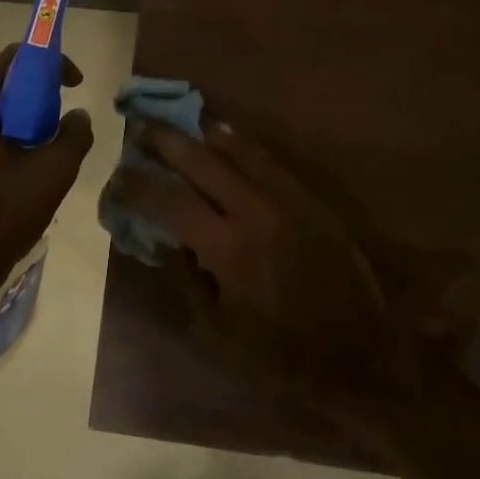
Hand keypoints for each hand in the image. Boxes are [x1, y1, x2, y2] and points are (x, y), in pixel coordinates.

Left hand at [0, 46, 93, 304]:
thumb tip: (77, 116)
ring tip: (43, 154)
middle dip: (35, 98)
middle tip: (59, 125)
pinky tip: (16, 173)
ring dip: (18, 123)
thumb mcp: (51, 174)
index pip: (11, 59)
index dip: (49, 62)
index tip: (75, 85)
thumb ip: (73, 135)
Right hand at [104, 120, 422, 412]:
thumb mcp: (219, 332)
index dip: (137, 185)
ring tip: (178, 123)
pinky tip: (224, 136)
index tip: (117, 175)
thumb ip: (186, 280)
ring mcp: (287, 199)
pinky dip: (241, 143)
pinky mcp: (310, 198)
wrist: (362, 355)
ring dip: (201, 133)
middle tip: (139, 128)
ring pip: (237, 149)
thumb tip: (164, 239)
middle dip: (164, 141)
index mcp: (228, 249)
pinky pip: (269, 159)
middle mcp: (255, 211)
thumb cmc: (283, 355)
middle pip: (200, 161)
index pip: (169, 202)